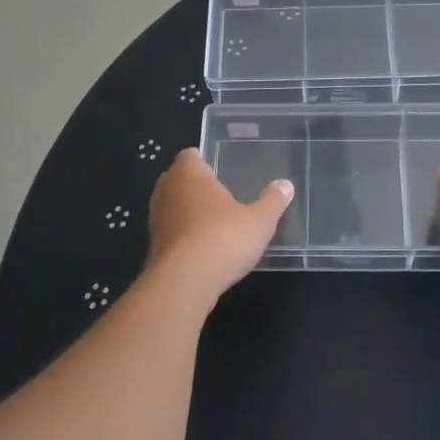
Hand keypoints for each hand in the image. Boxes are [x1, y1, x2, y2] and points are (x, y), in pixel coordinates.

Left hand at [146, 149, 292, 304]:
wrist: (183, 283)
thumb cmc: (222, 238)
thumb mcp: (259, 221)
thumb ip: (272, 201)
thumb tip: (286, 185)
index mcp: (189, 173)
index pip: (189, 155)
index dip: (202, 161)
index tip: (219, 170)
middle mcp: (166, 190)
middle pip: (177, 179)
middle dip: (194, 186)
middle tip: (219, 195)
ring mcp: (155, 220)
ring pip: (171, 207)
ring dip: (186, 212)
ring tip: (212, 223)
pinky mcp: (153, 248)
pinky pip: (170, 233)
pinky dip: (182, 236)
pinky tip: (201, 249)